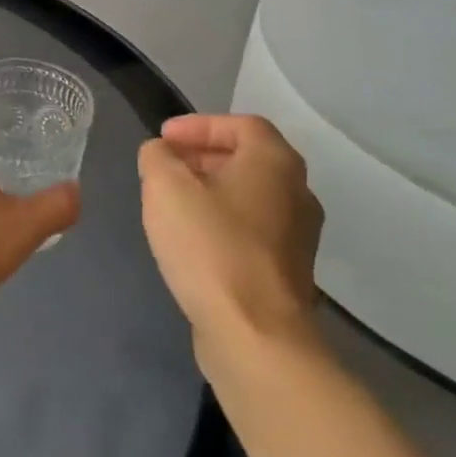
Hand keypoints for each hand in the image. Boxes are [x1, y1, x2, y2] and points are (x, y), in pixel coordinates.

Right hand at [138, 115, 324, 370]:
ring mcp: (298, 235)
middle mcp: (297, 192)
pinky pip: (251, 229)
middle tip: (164, 166)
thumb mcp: (166, 188)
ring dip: (210, 190)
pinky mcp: (287, 270)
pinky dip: (221, 221)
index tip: (162, 139)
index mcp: (274, 162)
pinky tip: (191, 239)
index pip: (240, 124)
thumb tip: (160, 153)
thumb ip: (157, 158)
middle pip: (248, 158)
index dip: (198, 125)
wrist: (254, 332)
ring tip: (171, 202)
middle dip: (202, 156)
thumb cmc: (210, 246)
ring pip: (250, 196)